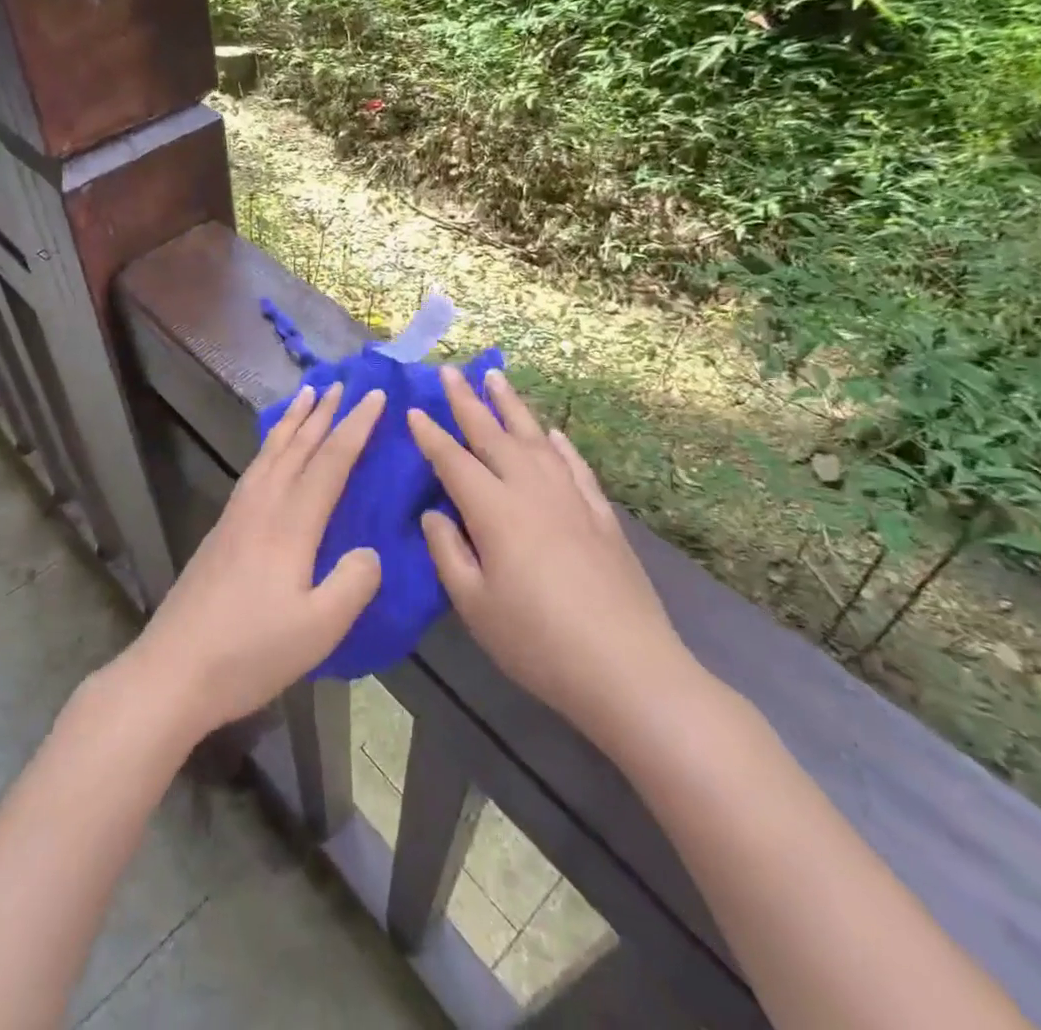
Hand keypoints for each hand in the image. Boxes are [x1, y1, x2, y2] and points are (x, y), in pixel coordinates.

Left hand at [123, 382, 384, 739]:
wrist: (173, 670)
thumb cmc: (250, 653)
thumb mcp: (319, 629)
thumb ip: (353, 583)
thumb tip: (368, 551)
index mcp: (289, 525)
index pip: (330, 463)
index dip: (355, 427)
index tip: (375, 396)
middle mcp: (261, 508)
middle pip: (296, 448)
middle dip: (322, 414)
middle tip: (340, 383)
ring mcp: (235, 517)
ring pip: (269, 455)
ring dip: (291, 424)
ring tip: (305, 398)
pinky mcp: (220, 532)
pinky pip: (253, 471)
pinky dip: (269, 448)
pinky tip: (270, 455)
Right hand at [407, 368, 698, 739]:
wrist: (627, 668)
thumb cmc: (536, 641)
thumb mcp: (474, 604)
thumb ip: (448, 551)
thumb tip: (433, 512)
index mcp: (494, 510)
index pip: (454, 461)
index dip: (430, 435)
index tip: (413, 410)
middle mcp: (531, 490)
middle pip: (494, 434)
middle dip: (468, 401)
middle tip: (450, 371)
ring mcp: (571, 499)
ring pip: (536, 439)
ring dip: (513, 406)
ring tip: (496, 378)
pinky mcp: (601, 516)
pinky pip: (575, 466)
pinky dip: (560, 445)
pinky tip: (553, 434)